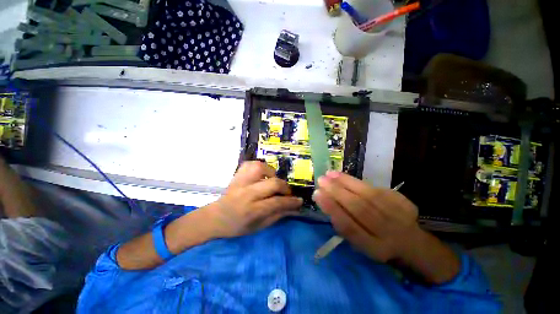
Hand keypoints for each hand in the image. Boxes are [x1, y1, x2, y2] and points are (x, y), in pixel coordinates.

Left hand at [205, 161, 302, 237]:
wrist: (215, 217)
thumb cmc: (237, 226)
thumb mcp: (259, 226)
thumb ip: (277, 215)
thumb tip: (294, 207)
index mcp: (252, 210)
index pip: (277, 202)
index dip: (291, 201)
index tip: (299, 201)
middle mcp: (247, 193)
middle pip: (273, 183)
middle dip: (285, 187)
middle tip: (286, 192)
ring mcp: (241, 181)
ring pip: (261, 168)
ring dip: (272, 173)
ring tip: (273, 181)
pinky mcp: (237, 174)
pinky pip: (250, 163)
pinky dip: (260, 166)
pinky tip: (262, 174)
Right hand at [313, 171, 459, 283]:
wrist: (410, 242)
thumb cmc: (377, 242)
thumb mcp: (360, 244)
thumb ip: (344, 226)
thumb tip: (326, 202)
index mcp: (374, 247)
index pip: (350, 227)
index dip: (333, 209)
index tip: (317, 194)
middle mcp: (387, 232)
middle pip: (359, 208)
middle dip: (337, 192)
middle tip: (321, 180)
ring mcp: (398, 216)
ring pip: (368, 195)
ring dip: (346, 182)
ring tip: (329, 173)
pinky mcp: (403, 202)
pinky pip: (376, 189)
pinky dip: (357, 181)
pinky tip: (343, 176)